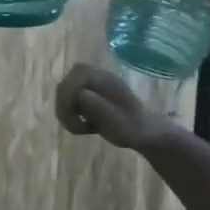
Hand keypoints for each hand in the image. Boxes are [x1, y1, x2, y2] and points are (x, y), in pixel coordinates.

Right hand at [55, 63, 170, 150]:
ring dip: (66, 112)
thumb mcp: (116, 120)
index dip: (69, 96)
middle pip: (66, 83)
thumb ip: (97, 105)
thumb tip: (79, 94)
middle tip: (74, 127)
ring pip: (64, 92)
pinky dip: (70, 114)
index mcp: (104, 79)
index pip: (76, 75)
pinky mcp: (88, 94)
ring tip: (79, 128)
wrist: (145, 133)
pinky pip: (69, 99)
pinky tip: (83, 125)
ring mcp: (91, 84)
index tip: (75, 119)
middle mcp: (96, 76)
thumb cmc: (132, 128)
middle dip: (65, 106)